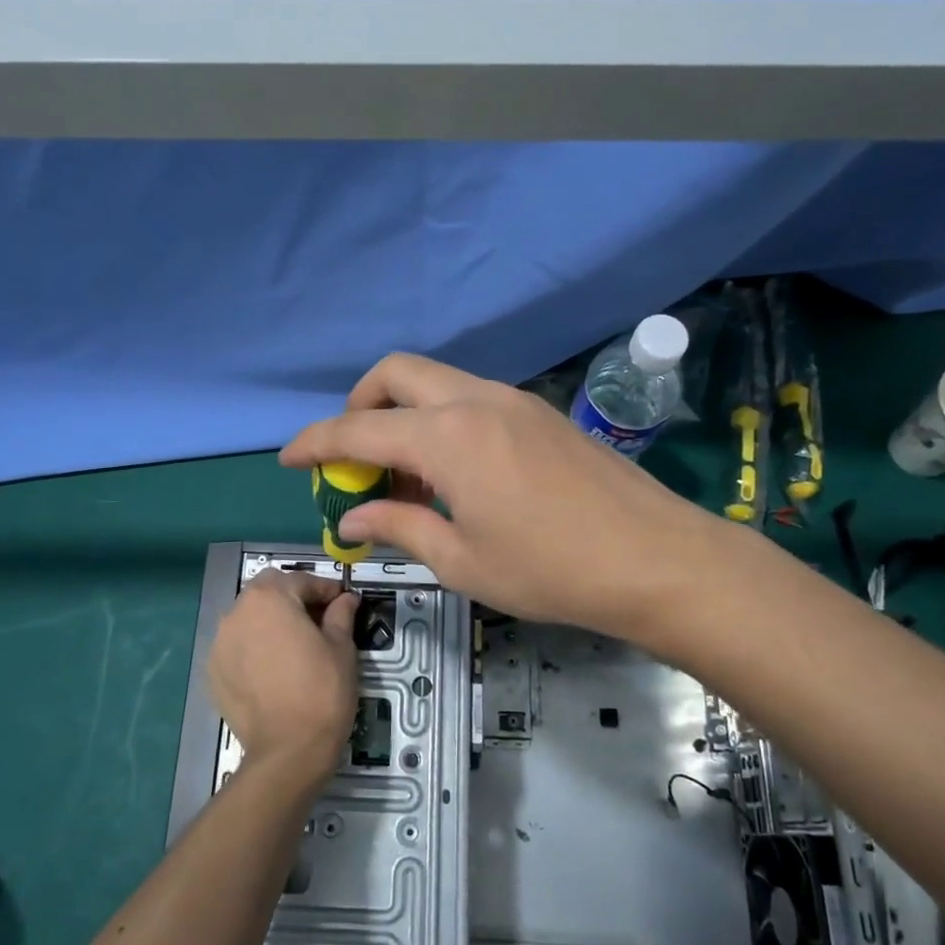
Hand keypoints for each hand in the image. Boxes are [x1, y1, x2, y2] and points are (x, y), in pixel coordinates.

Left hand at [208, 571, 359, 780]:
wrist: (288, 750)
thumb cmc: (322, 691)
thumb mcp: (342, 648)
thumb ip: (340, 615)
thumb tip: (346, 599)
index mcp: (270, 598)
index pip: (300, 580)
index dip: (325, 589)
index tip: (342, 602)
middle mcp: (237, 612)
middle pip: (267, 592)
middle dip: (292, 598)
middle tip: (317, 620)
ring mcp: (219, 643)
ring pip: (248, 618)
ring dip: (269, 622)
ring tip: (293, 644)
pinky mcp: (213, 671)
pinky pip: (236, 646)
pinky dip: (253, 647)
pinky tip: (272, 668)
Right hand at [280, 354, 720, 640]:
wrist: (656, 559)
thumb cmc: (550, 570)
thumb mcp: (462, 560)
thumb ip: (399, 528)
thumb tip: (351, 520)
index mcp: (447, 437)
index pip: (359, 429)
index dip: (315, 443)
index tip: (289, 459)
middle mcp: (476, 401)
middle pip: (396, 374)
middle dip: (359, 406)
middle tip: (352, 457)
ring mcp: (514, 400)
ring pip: (436, 381)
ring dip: (403, 414)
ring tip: (404, 477)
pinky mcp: (540, 413)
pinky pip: (471, 399)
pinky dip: (441, 421)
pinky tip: (453, 473)